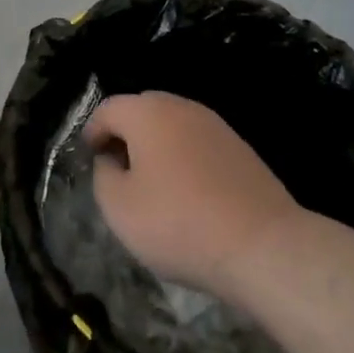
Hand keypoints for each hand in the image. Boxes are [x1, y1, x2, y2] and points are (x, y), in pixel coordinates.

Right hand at [84, 91, 299, 300]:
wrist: (262, 245)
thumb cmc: (179, 223)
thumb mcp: (119, 208)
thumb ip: (103, 176)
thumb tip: (110, 160)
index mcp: (147, 113)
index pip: (108, 109)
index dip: (92, 132)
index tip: (90, 160)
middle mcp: (181, 106)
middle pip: (142, 109)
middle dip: (125, 134)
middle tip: (118, 170)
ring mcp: (214, 124)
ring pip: (172, 124)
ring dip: (156, 145)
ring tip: (152, 184)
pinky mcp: (239, 147)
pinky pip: (197, 142)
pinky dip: (184, 157)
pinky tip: (187, 192)